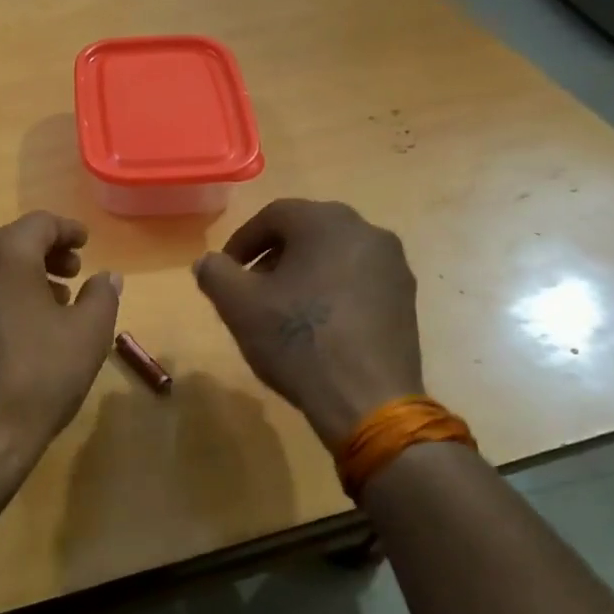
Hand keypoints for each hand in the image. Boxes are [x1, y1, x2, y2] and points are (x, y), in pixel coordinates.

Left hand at [0, 212, 121, 478]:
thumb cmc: (39, 377)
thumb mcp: (88, 334)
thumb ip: (102, 295)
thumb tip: (107, 275)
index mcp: (3, 255)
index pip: (39, 223)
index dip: (68, 230)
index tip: (87, 245)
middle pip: (11, 241)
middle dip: (46, 252)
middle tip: (74, 273)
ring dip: (23, 274)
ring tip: (54, 301)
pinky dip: (1, 293)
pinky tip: (21, 324)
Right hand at [194, 199, 422, 447]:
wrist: (366, 398)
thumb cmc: (297, 340)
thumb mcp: (238, 305)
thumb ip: (215, 273)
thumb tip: (207, 261)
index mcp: (326, 222)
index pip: (274, 214)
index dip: (242, 241)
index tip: (226, 271)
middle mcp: (367, 231)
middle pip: (308, 231)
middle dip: (273, 256)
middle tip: (251, 287)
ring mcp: (393, 265)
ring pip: (335, 255)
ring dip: (303, 272)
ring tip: (282, 308)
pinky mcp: (406, 298)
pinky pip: (358, 279)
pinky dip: (332, 290)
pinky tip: (317, 325)